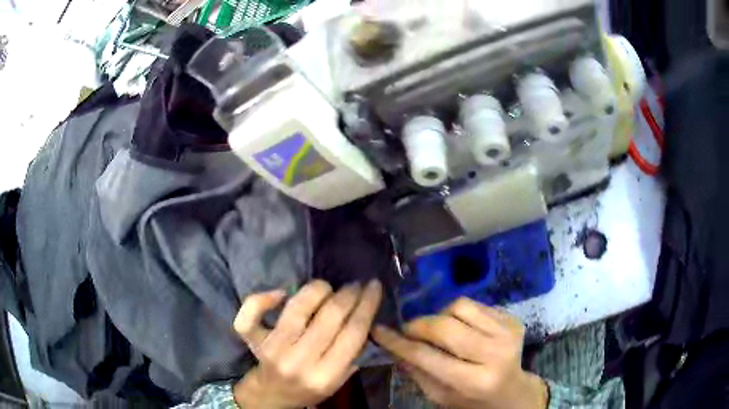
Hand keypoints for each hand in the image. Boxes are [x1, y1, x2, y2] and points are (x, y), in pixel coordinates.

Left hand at [232, 279, 382, 408]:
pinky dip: (263, 298)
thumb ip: (352, 353)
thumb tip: (364, 313)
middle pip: (329, 316)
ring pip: (297, 307)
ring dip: (317, 289)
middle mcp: (298, 361)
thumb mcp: (339, 380)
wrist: (273, 394)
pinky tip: (282, 293)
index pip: (353, 333)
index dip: (367, 304)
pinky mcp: (253, 339)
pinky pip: (251, 312)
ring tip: (328, 287)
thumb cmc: (310, 387)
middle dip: (348, 294)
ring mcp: (273, 348)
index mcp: (326, 376)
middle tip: (355, 285)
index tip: (374, 287)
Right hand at [372, 297, 548, 408]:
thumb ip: (416, 371)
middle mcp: (494, 354)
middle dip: (419, 325)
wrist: (511, 391)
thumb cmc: (471, 400)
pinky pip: (476, 304)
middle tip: (408, 330)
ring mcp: (507, 332)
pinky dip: (460, 313)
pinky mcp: (513, 319)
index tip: (379, 331)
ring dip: (441, 315)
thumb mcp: (439, 396)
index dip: (399, 342)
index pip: (428, 357)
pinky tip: (461, 328)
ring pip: (460, 306)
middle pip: (445, 326)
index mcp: (474, 381)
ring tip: (439, 330)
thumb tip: (392, 344)